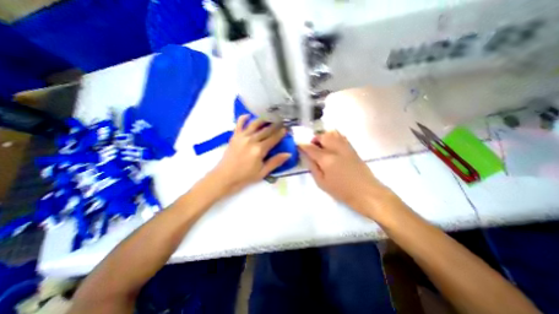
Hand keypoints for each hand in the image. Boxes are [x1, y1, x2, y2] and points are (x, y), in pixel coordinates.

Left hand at [206, 116, 292, 196]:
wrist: (225, 177)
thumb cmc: (245, 176)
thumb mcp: (263, 172)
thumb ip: (275, 162)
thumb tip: (288, 154)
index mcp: (259, 149)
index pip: (274, 138)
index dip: (281, 133)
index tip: (287, 128)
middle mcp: (252, 140)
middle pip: (266, 130)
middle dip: (275, 125)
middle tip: (281, 121)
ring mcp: (242, 136)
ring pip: (255, 124)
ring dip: (264, 119)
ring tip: (270, 116)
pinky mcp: (235, 136)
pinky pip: (239, 123)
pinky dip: (244, 118)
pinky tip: (249, 115)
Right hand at [299, 130, 389, 215]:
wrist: (367, 192)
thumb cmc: (342, 191)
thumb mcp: (322, 182)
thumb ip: (313, 167)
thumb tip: (307, 156)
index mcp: (326, 159)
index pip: (310, 148)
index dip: (302, 145)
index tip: (298, 145)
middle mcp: (335, 149)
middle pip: (322, 136)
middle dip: (314, 140)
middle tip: (312, 148)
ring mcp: (345, 147)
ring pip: (332, 133)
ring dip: (324, 137)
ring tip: (322, 146)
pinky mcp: (352, 148)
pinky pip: (340, 136)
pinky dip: (333, 137)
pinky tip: (331, 146)